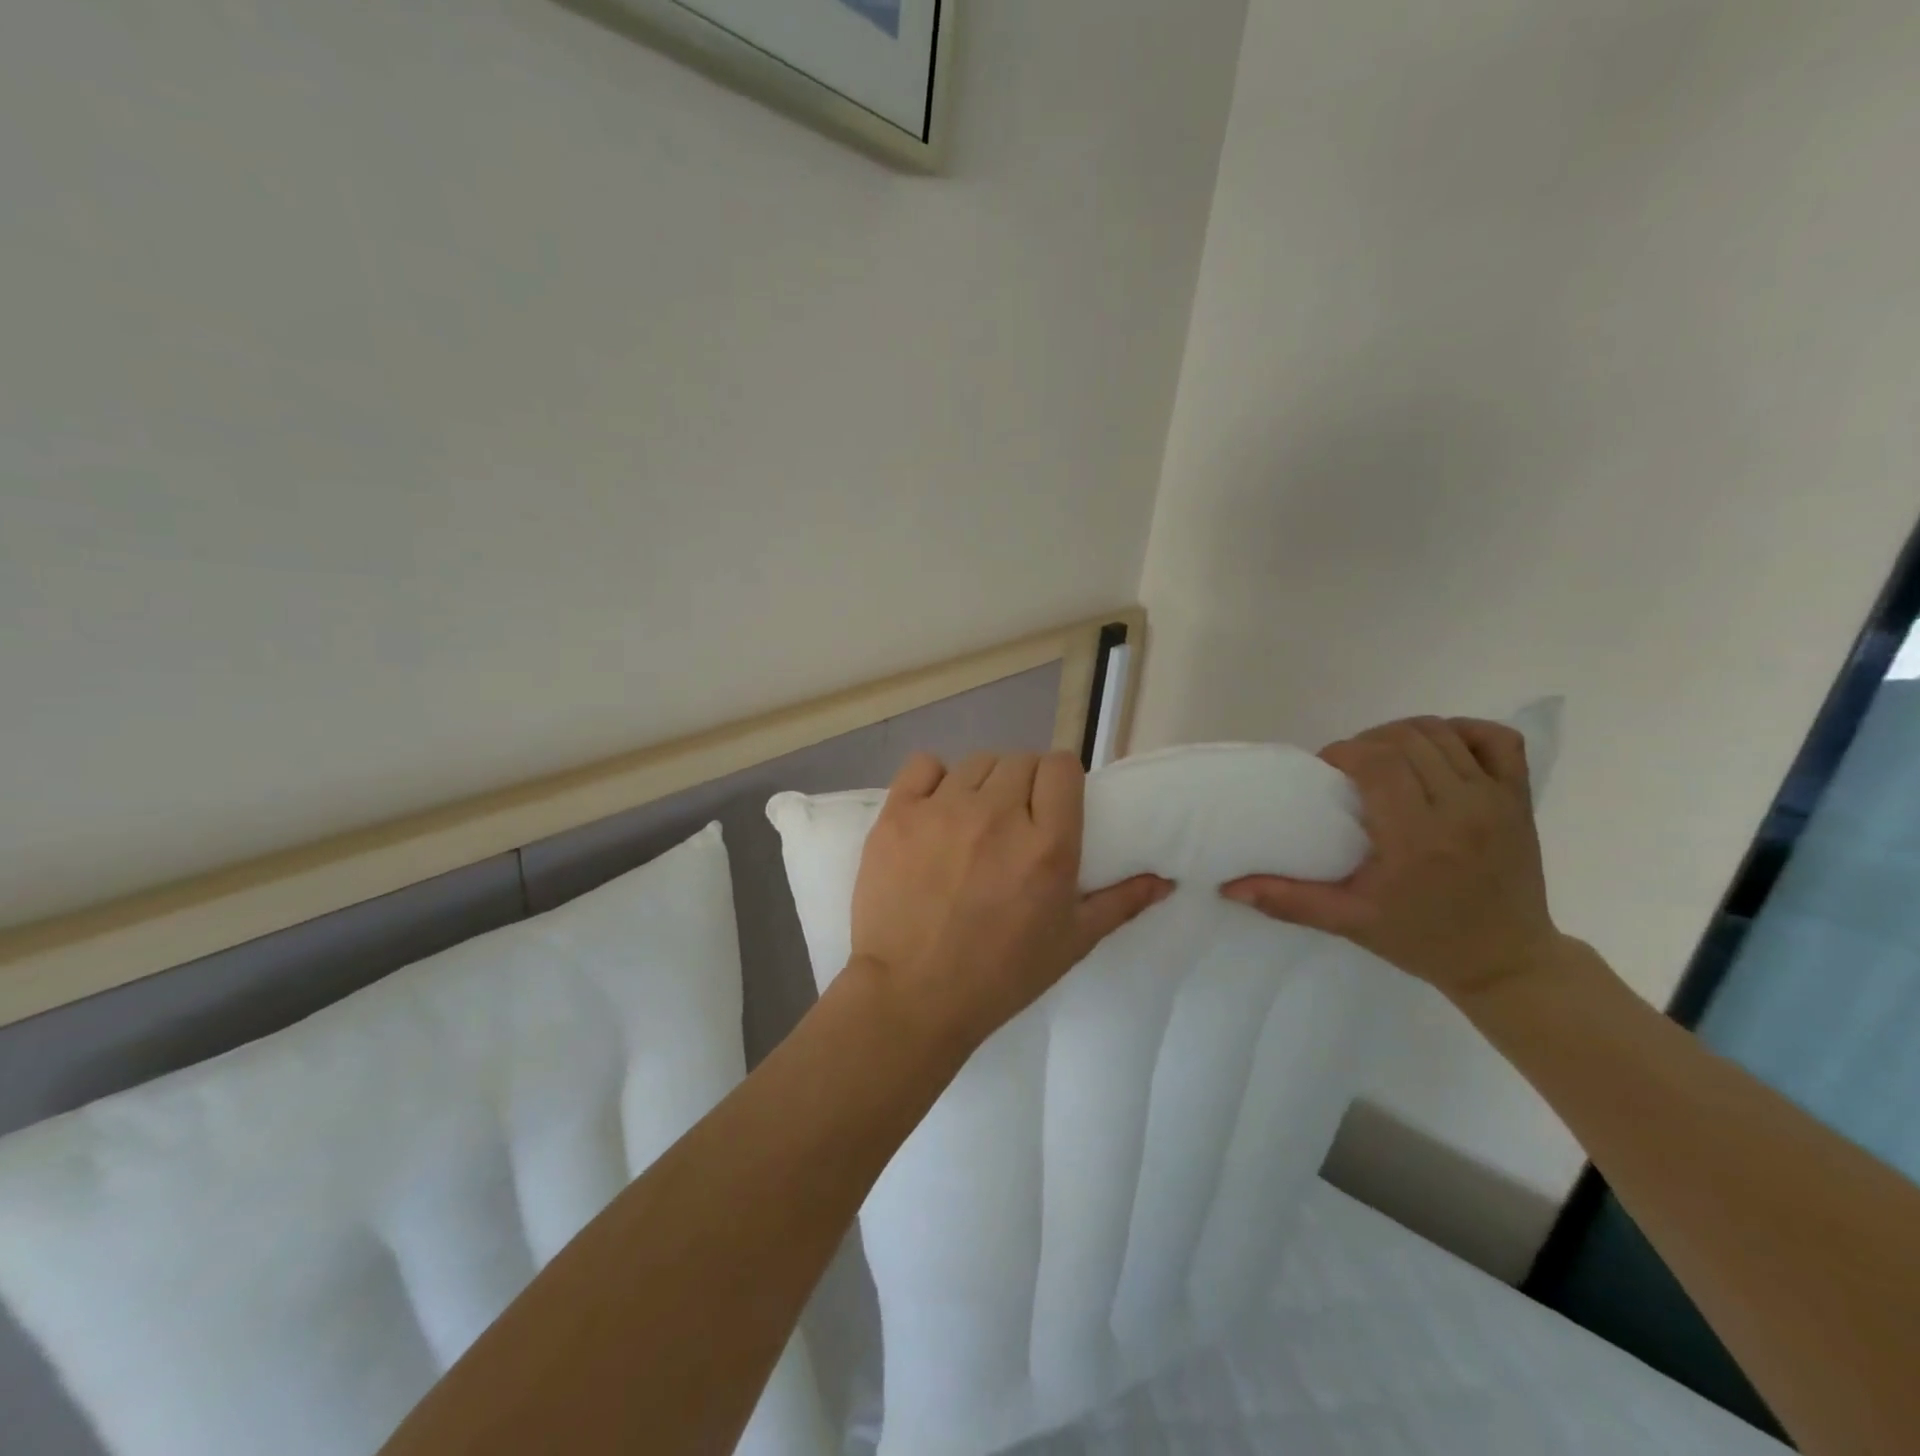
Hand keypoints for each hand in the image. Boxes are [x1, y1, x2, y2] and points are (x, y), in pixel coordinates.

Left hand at [850, 750, 1172, 1049]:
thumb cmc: (1000, 975)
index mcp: (1047, 845)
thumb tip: (1164, 880)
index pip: (1062, 766)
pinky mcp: (898, 814)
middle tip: (1014, 821)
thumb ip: (1120, 902)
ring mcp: (943, 810)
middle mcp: (998, 815)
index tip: (1052, 805)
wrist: (911, 996)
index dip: (1060, 781)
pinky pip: (924, 764)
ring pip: (976, 763)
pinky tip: (934, 810)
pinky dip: (933, 779)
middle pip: (1021, 760)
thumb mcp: (1071, 943)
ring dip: (982, 784)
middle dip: (1024, 784)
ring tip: (973, 821)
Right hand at [1221, 718, 1564, 1002]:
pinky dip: (1463, 732)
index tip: (1326, 771)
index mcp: (1417, 837)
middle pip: (1406, 739)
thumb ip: (1288, 900)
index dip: (1343, 752)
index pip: (1378, 761)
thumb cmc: (1420, 939)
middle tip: (1348, 770)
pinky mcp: (1520, 798)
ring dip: (1403, 735)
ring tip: (1383, 761)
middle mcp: (1461, 809)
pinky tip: (1437, 752)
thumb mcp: (1348, 922)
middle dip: (1367, 743)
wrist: (1505, 961)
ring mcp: (1497, 800)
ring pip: (1443, 732)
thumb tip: (1229, 887)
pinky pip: (1496, 739)